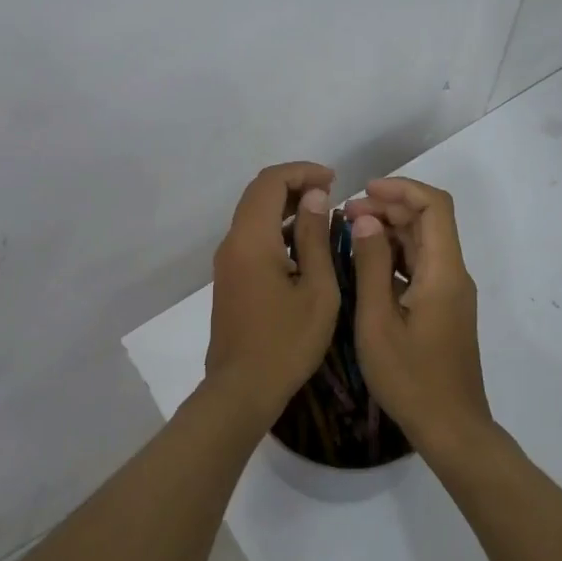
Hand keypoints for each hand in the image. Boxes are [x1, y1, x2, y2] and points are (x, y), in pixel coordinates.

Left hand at [205, 162, 340, 420]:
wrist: (242, 389)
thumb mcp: (317, 290)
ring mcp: (227, 261)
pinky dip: (277, 229)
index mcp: (252, 239)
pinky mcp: (229, 278)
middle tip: (331, 193)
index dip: (302, 172)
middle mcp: (232, 242)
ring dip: (285, 207)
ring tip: (323, 216)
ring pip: (253, 215)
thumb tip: (316, 197)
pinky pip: (251, 238)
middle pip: (258, 194)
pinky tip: (304, 246)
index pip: (270, 182)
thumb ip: (315, 238)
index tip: (334, 180)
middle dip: (294, 185)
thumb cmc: (287, 342)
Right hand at [343, 177, 493, 455]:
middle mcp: (453, 274)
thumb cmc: (410, 378)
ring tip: (348, 232)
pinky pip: (420, 266)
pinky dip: (393, 255)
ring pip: (423, 243)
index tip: (363, 191)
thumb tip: (366, 219)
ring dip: (389, 230)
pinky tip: (363, 264)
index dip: (401, 189)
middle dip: (389, 207)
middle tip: (345, 214)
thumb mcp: (378, 321)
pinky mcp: (443, 308)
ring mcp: (450, 292)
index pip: (435, 206)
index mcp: (444, 271)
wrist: (451, 428)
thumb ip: (370, 266)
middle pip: (428, 221)